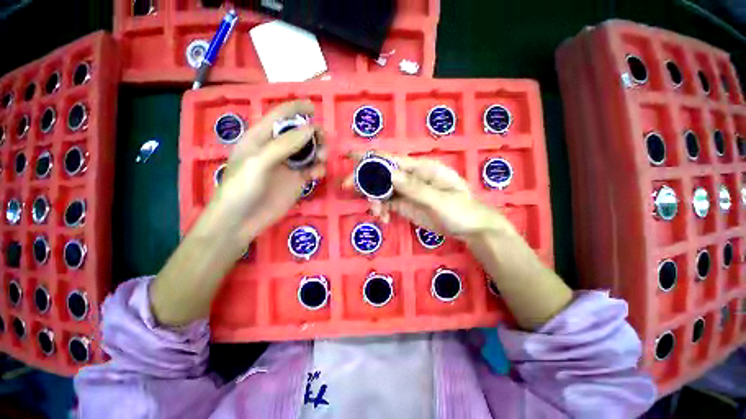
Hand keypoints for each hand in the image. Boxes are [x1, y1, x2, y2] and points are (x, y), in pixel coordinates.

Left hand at [212, 100, 326, 242]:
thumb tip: (311, 129)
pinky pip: (312, 170)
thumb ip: (285, 145)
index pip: (279, 116)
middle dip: (313, 134)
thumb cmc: (242, 187)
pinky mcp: (296, 181)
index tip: (314, 108)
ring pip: (309, 152)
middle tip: (324, 140)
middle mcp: (276, 149)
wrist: (241, 221)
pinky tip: (318, 174)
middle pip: (299, 134)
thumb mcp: (259, 161)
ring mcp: (288, 166)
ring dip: (318, 151)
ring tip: (323, 157)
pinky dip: (318, 169)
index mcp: (261, 137)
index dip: (296, 109)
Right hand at [344, 153, 512, 238]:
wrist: (470, 229)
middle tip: (348, 188)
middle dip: (365, 179)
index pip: (392, 159)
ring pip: (382, 189)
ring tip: (377, 212)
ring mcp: (407, 191)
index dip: (371, 157)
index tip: (349, 157)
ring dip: (374, 198)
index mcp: (421, 169)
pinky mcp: (406, 205)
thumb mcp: (439, 200)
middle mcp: (411, 177)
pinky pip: (387, 203)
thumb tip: (390, 174)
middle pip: (382, 173)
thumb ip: (415, 188)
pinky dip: (381, 209)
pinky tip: (384, 219)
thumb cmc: (461, 210)